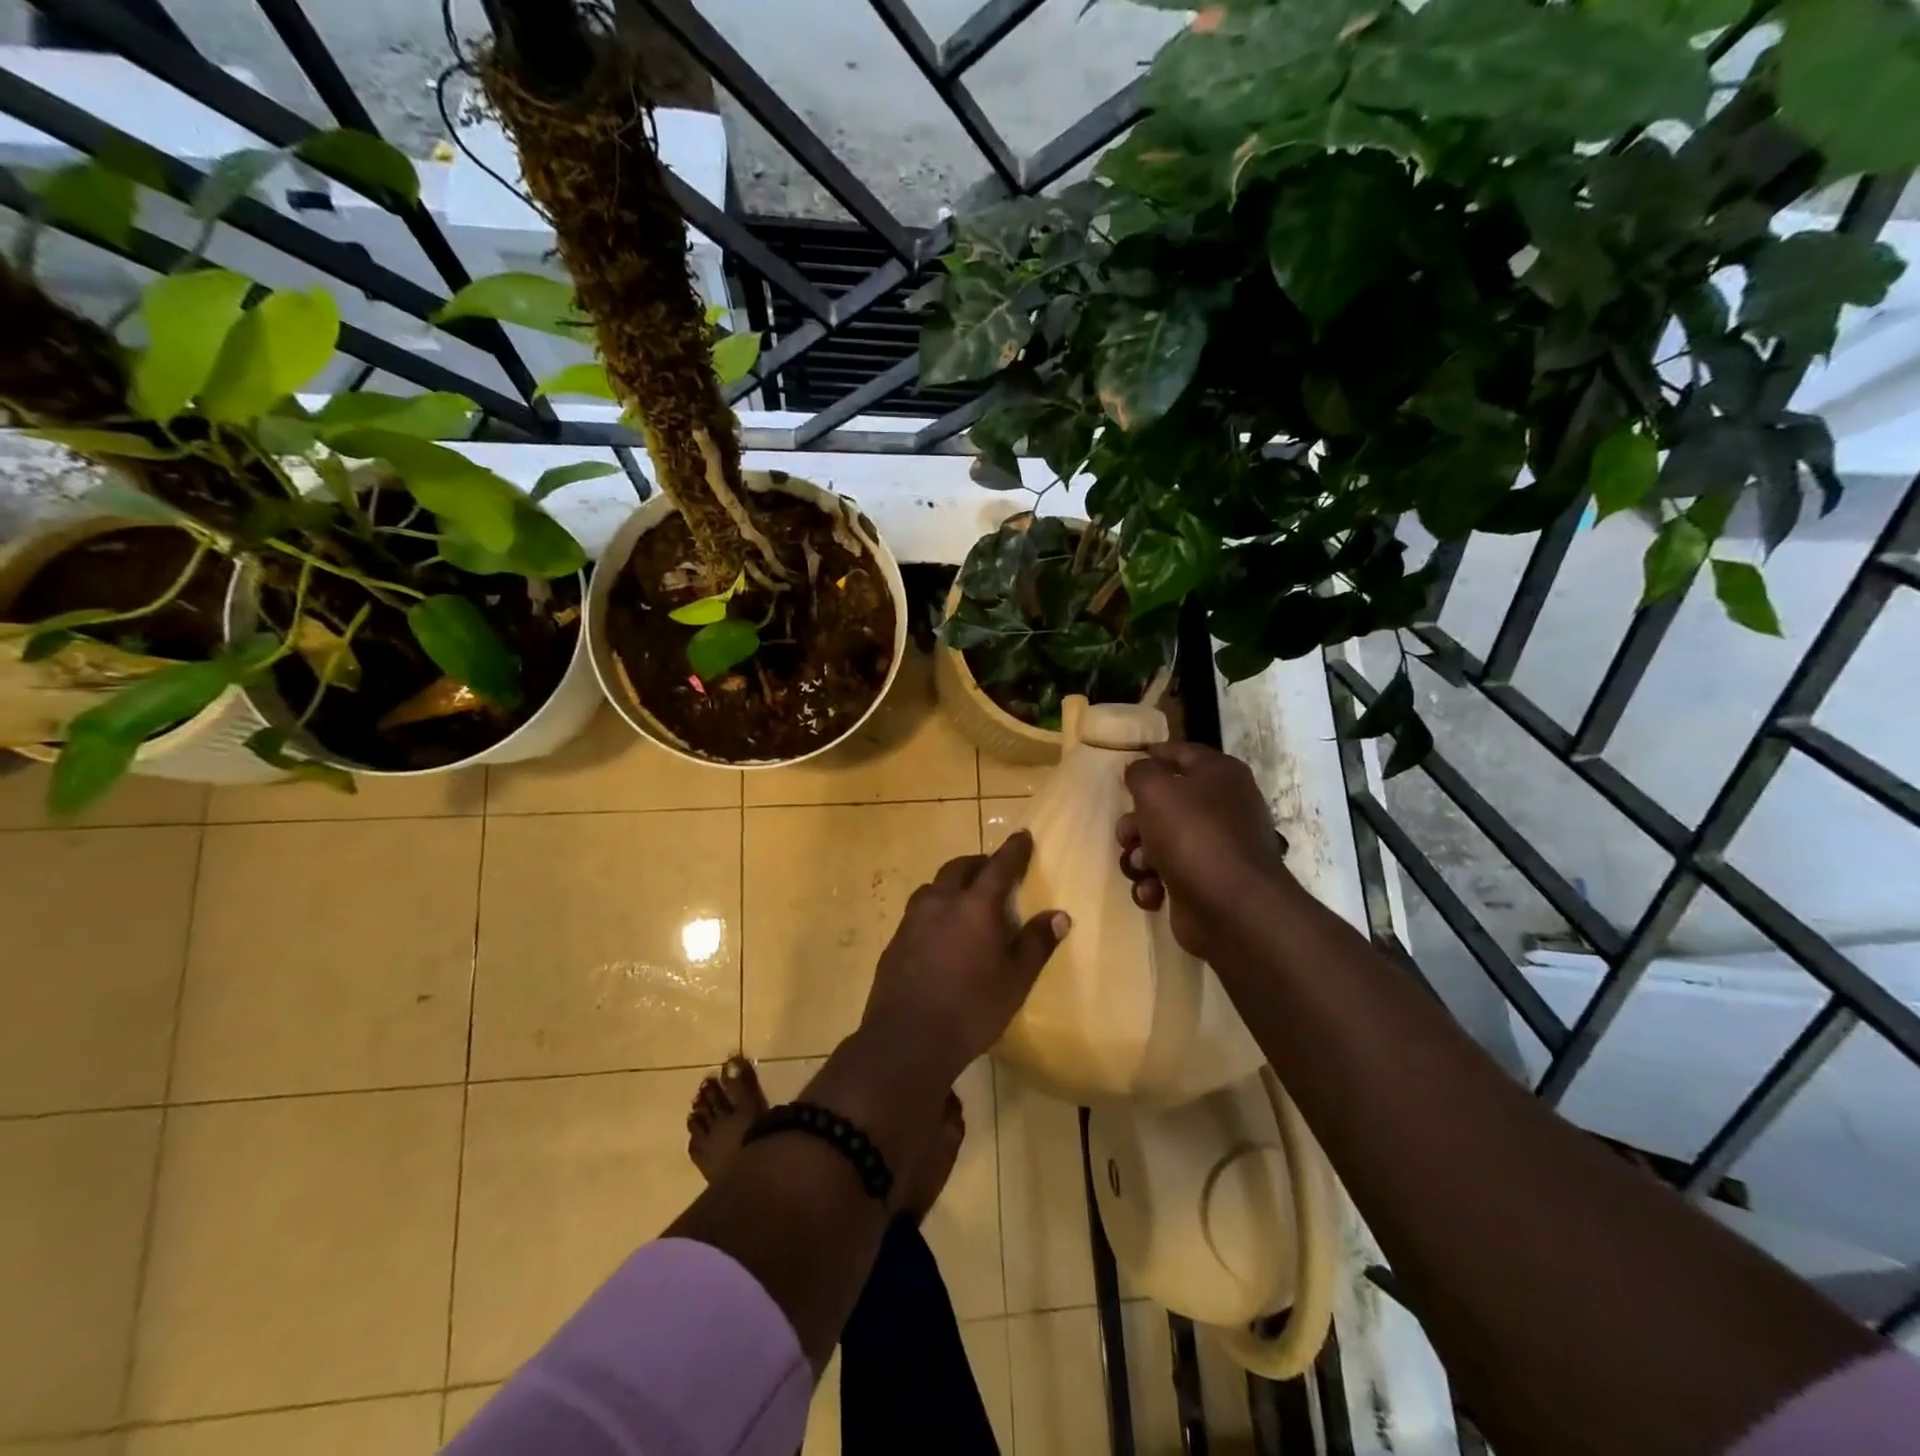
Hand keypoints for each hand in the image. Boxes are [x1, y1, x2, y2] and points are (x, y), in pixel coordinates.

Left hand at [861, 830, 1069, 1076]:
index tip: (1022, 835)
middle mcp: (941, 902)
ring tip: (966, 899)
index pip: (999, 866)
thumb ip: (1036, 944)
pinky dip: (936, 909)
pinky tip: (941, 933)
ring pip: (935, 887)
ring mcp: (912, 920)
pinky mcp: (895, 940)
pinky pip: (919, 911)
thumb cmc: (971, 1009)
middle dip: (979, 863)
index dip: (1013, 850)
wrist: (906, 1039)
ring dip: (953, 884)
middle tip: (993, 870)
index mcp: (974, 906)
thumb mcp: (1015, 981)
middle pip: (960, 867)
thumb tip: (1059, 916)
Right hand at [1119, 741, 1289, 963]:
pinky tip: (1153, 892)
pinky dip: (1153, 883)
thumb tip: (1141, 771)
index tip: (1125, 764)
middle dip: (1136, 820)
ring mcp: (1215, 848)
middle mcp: (1222, 807)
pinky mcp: (1205, 883)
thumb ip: (1141, 772)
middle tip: (1128, 833)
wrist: (1232, 908)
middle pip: (1164, 803)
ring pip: (1159, 842)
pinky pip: (1166, 875)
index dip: (1153, 754)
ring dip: (1140, 855)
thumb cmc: (1193, 835)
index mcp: (1219, 775)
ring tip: (1141, 867)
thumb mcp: (1156, 790)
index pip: (1182, 752)